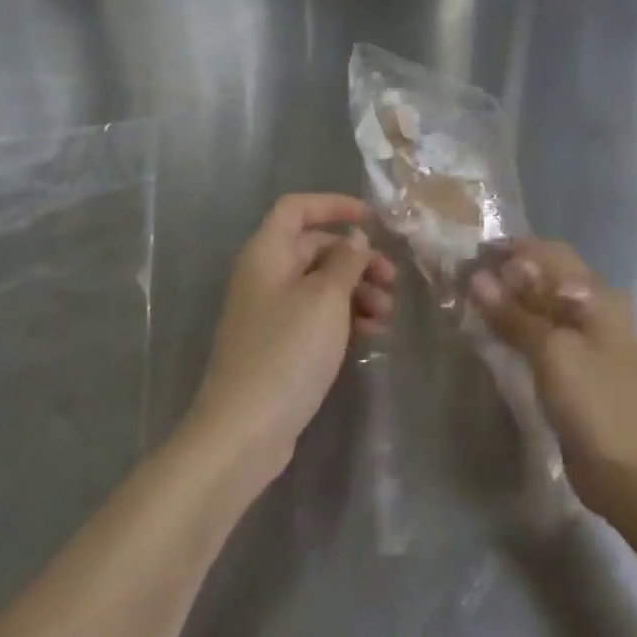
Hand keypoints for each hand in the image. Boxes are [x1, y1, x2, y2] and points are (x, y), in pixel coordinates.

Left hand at [184, 195, 396, 487]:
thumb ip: (346, 260)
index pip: (297, 208)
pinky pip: (316, 316)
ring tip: (385, 315)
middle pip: (315, 248)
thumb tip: (354, 237)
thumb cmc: (287, 351)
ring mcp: (270, 313)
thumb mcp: (326, 298)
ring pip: (320, 285)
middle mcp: (265, 275)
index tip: (372, 220)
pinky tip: (371, 335)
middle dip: (357, 258)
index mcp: (267, 253)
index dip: (334, 205)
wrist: (244, 431)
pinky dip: (344, 318)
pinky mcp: (279, 346)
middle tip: (392, 279)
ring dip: (356, 291)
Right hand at [471, 239, 636, 517]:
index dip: (512, 250)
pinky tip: (490, 331)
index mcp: (597, 295)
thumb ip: (514, 313)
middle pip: (546, 277)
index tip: (472, 253)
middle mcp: (594, 308)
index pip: (550, 253)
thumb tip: (476, 278)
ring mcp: (586, 339)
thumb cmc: (594, 402)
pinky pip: (541, 333)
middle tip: (465, 278)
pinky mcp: (575, 366)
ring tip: (470, 301)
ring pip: (541, 305)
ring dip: (509, 300)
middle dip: (507, 273)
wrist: (629, 473)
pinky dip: (516, 326)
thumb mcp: (552, 352)